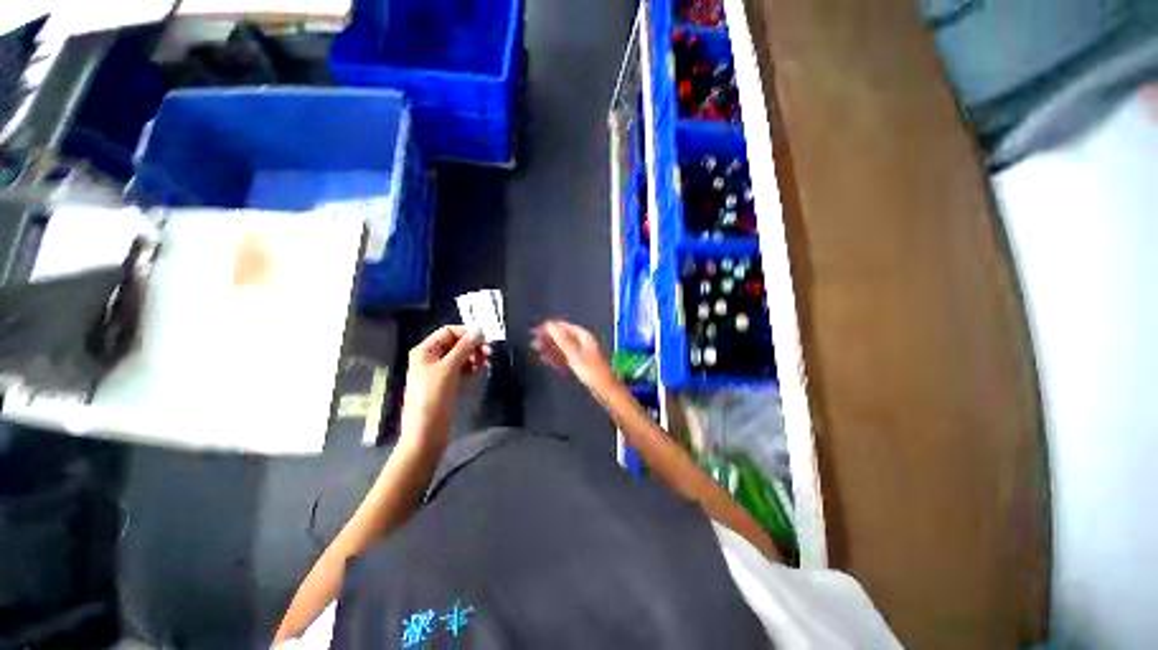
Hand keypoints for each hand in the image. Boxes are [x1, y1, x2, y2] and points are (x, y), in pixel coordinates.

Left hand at [401, 326, 486, 452]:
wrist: (426, 433)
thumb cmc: (434, 398)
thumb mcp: (449, 369)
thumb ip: (464, 347)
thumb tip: (480, 330)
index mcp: (425, 351)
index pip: (448, 331)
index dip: (467, 333)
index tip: (485, 340)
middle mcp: (431, 358)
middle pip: (455, 343)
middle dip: (472, 345)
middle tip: (489, 353)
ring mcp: (438, 371)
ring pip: (460, 356)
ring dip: (474, 356)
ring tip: (486, 363)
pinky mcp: (446, 384)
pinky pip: (461, 369)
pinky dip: (471, 367)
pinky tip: (480, 370)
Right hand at [532, 320, 616, 391]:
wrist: (605, 390)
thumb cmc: (591, 371)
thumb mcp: (575, 354)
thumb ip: (562, 340)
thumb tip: (550, 325)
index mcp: (584, 337)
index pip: (565, 327)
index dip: (551, 327)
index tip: (538, 329)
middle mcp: (583, 343)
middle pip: (563, 336)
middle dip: (549, 337)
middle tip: (534, 339)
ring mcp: (581, 353)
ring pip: (562, 347)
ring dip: (550, 347)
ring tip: (535, 347)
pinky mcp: (579, 364)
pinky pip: (564, 357)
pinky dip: (555, 356)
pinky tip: (545, 358)